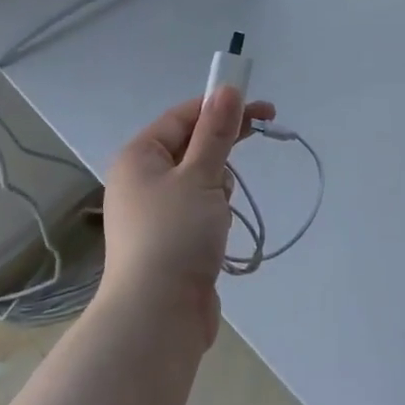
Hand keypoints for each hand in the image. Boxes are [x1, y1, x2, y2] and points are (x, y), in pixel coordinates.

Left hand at [100, 88, 275, 348]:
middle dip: (223, 143)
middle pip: (190, 145)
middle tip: (266, 128)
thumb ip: (216, 132)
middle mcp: (140, 180)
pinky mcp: (169, 240)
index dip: (220, 107)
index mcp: (138, 156)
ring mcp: (154, 212)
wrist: (158, 315)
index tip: (261, 108)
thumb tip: (226, 90)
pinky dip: (214, 212)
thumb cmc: (176, 235)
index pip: (183, 117)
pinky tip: (219, 231)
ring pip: (198, 179)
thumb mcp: (201, 176)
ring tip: (220, 210)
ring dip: (219, 185)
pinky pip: (198, 209)